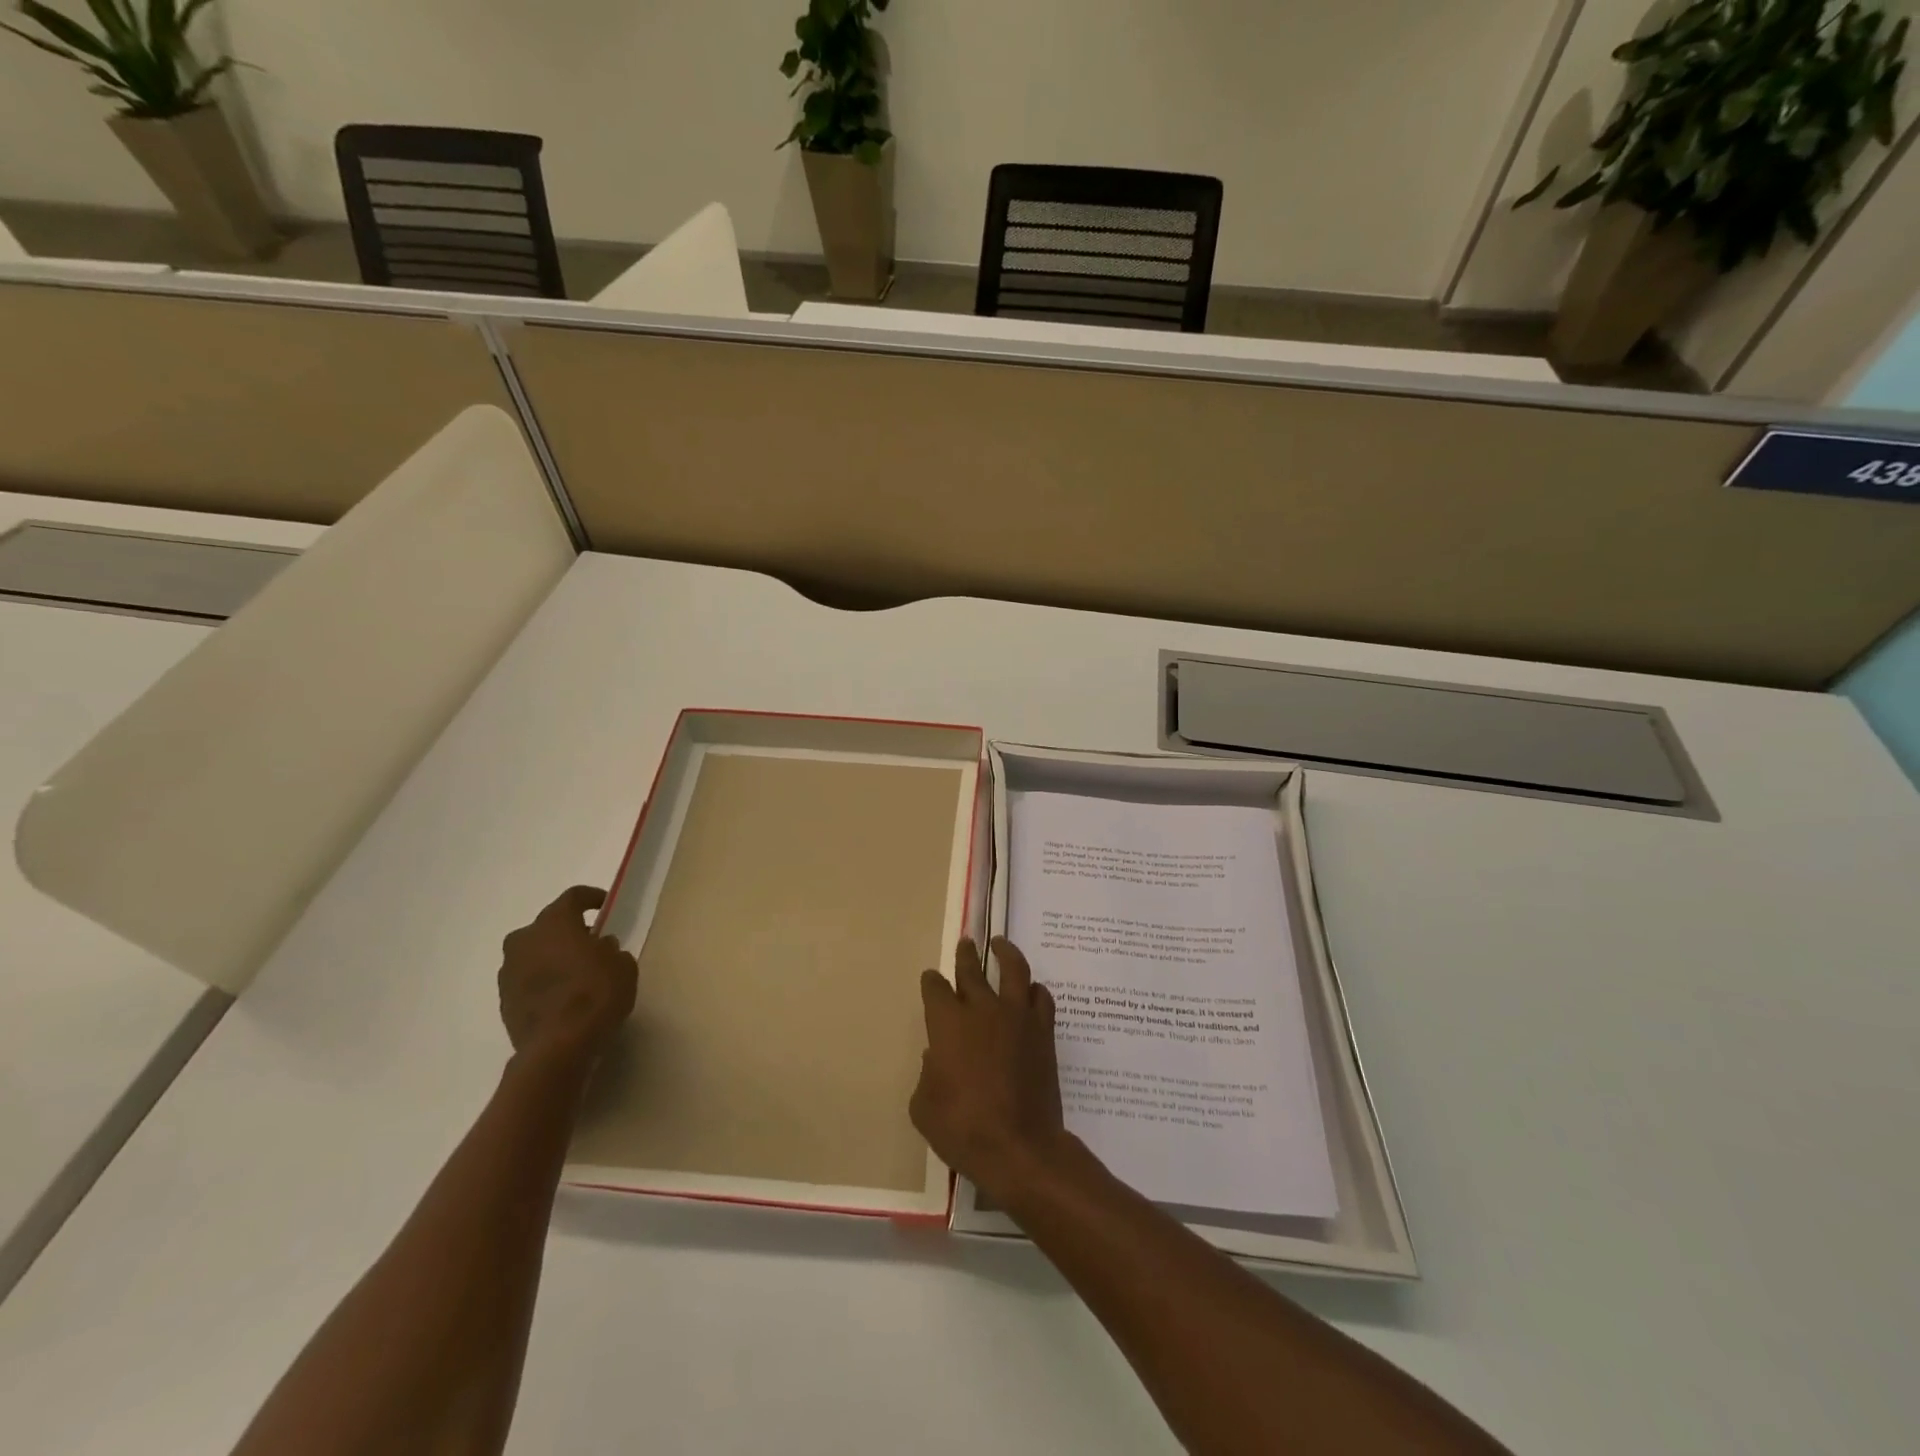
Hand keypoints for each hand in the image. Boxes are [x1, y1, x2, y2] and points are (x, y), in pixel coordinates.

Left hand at [498, 886, 637, 1070]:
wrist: (558, 1048)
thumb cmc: (596, 994)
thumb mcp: (622, 965)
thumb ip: (610, 950)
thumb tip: (599, 948)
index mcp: (554, 923)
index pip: (573, 897)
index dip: (591, 898)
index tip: (605, 905)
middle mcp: (524, 940)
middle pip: (548, 926)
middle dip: (568, 931)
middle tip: (590, 943)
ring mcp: (508, 971)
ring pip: (533, 954)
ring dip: (552, 958)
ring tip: (576, 973)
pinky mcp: (503, 1000)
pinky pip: (527, 980)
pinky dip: (542, 982)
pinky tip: (562, 997)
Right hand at [911, 937, 1070, 1205]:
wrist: (1019, 1147)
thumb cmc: (962, 1129)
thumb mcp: (924, 1107)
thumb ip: (927, 1074)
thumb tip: (937, 1056)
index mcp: (947, 1023)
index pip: (936, 988)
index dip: (932, 981)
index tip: (931, 979)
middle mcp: (982, 1009)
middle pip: (972, 970)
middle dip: (965, 955)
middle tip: (966, 943)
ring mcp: (1016, 1017)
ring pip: (1014, 969)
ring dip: (1005, 953)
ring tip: (1001, 944)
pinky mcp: (1042, 1031)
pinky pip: (1041, 997)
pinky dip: (1034, 989)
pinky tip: (1031, 990)